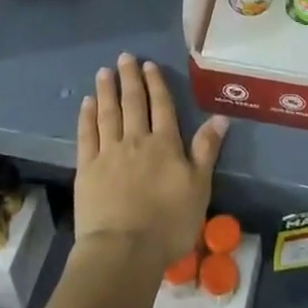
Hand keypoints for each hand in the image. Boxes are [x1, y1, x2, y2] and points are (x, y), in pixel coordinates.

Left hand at [76, 54, 227, 267]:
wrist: (124, 250)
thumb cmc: (169, 222)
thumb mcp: (199, 187)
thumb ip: (206, 150)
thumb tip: (220, 117)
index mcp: (165, 144)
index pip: (161, 106)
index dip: (155, 84)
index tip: (149, 65)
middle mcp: (136, 140)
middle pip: (133, 103)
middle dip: (129, 79)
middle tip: (124, 57)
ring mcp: (108, 153)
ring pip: (108, 113)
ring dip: (106, 90)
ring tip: (104, 72)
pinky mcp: (86, 169)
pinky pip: (86, 135)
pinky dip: (87, 116)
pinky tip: (87, 103)